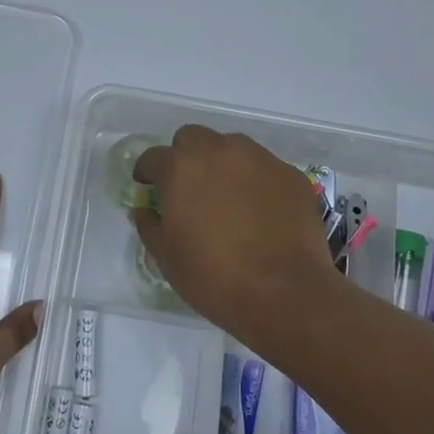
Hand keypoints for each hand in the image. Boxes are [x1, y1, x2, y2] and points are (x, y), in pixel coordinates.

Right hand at [131, 126, 341, 341]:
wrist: (285, 294)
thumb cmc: (214, 278)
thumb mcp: (167, 258)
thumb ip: (150, 226)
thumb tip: (144, 211)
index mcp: (181, 168)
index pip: (153, 157)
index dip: (147, 173)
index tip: (148, 188)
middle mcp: (218, 151)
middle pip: (192, 139)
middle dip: (185, 157)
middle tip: (189, 189)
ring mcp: (259, 158)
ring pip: (231, 147)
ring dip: (222, 164)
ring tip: (228, 198)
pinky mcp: (289, 174)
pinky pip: (264, 168)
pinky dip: (256, 182)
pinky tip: (260, 211)